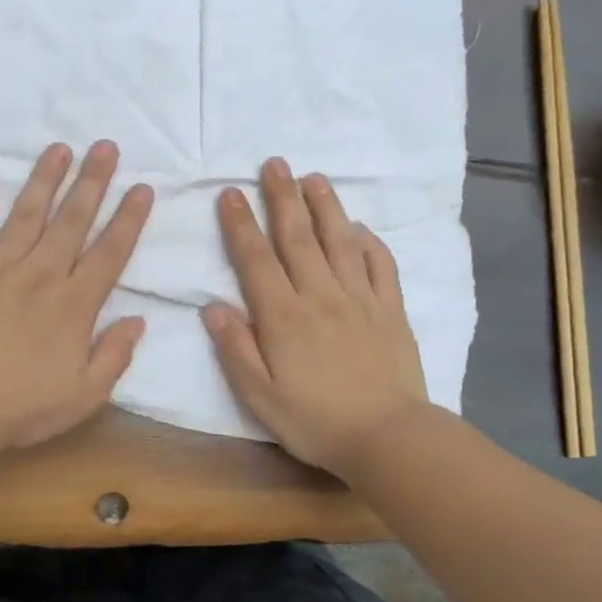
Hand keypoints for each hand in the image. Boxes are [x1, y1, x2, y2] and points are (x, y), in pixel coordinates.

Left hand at [0, 140, 152, 448]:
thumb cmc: (22, 406)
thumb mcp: (85, 395)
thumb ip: (115, 355)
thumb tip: (138, 320)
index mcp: (75, 304)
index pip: (110, 253)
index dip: (128, 219)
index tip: (142, 188)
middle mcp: (42, 274)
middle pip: (72, 221)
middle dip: (92, 181)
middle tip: (106, 146)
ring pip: (27, 214)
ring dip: (45, 179)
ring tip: (59, 148)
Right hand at [202, 158, 429, 473]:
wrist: (387, 438)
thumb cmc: (314, 421)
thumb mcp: (259, 395)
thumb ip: (235, 348)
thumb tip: (212, 305)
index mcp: (283, 316)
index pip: (256, 259)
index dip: (241, 224)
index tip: (231, 192)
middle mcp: (320, 296)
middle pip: (298, 238)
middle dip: (282, 197)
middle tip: (274, 163)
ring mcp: (359, 300)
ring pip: (339, 241)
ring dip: (325, 207)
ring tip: (314, 177)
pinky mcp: (390, 311)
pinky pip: (380, 266)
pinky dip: (369, 242)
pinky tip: (360, 227)